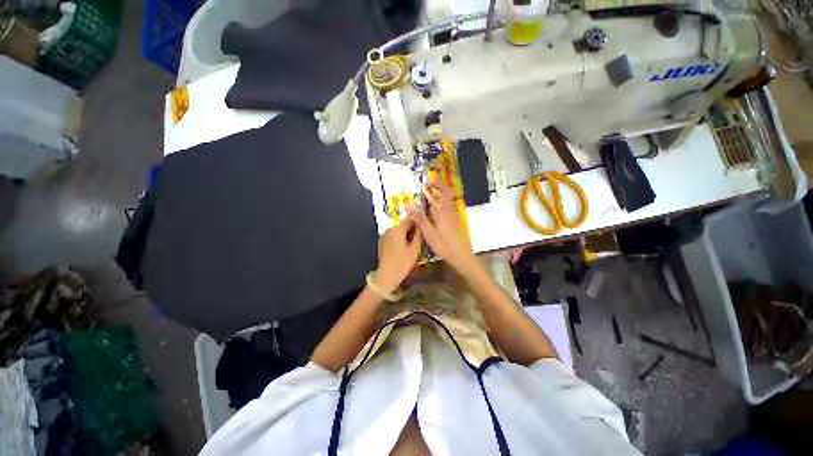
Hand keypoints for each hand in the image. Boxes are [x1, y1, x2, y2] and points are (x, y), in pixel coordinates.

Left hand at [374, 217, 422, 293]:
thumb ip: (419, 234)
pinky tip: (405, 247)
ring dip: (407, 233)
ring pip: (399, 230)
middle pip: (404, 224)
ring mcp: (384, 235)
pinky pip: (394, 236)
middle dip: (413, 228)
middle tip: (422, 235)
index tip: (425, 221)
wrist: (387, 275)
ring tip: (414, 242)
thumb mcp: (415, 249)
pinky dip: (400, 238)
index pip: (410, 218)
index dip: (418, 218)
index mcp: (397, 229)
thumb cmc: (402, 262)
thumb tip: (422, 224)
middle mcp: (389, 229)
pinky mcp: (382, 241)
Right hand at [411, 178, 476, 273]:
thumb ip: (421, 219)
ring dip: (440, 194)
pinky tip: (438, 208)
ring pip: (448, 200)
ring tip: (430, 193)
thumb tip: (411, 204)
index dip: (434, 186)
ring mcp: (454, 217)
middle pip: (446, 194)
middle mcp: (450, 212)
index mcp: (443, 213)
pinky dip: (443, 202)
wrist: (462, 257)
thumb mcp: (429, 234)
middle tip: (428, 184)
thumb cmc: (445, 247)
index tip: (425, 182)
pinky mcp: (456, 222)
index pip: (440, 193)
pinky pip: (449, 207)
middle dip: (437, 186)